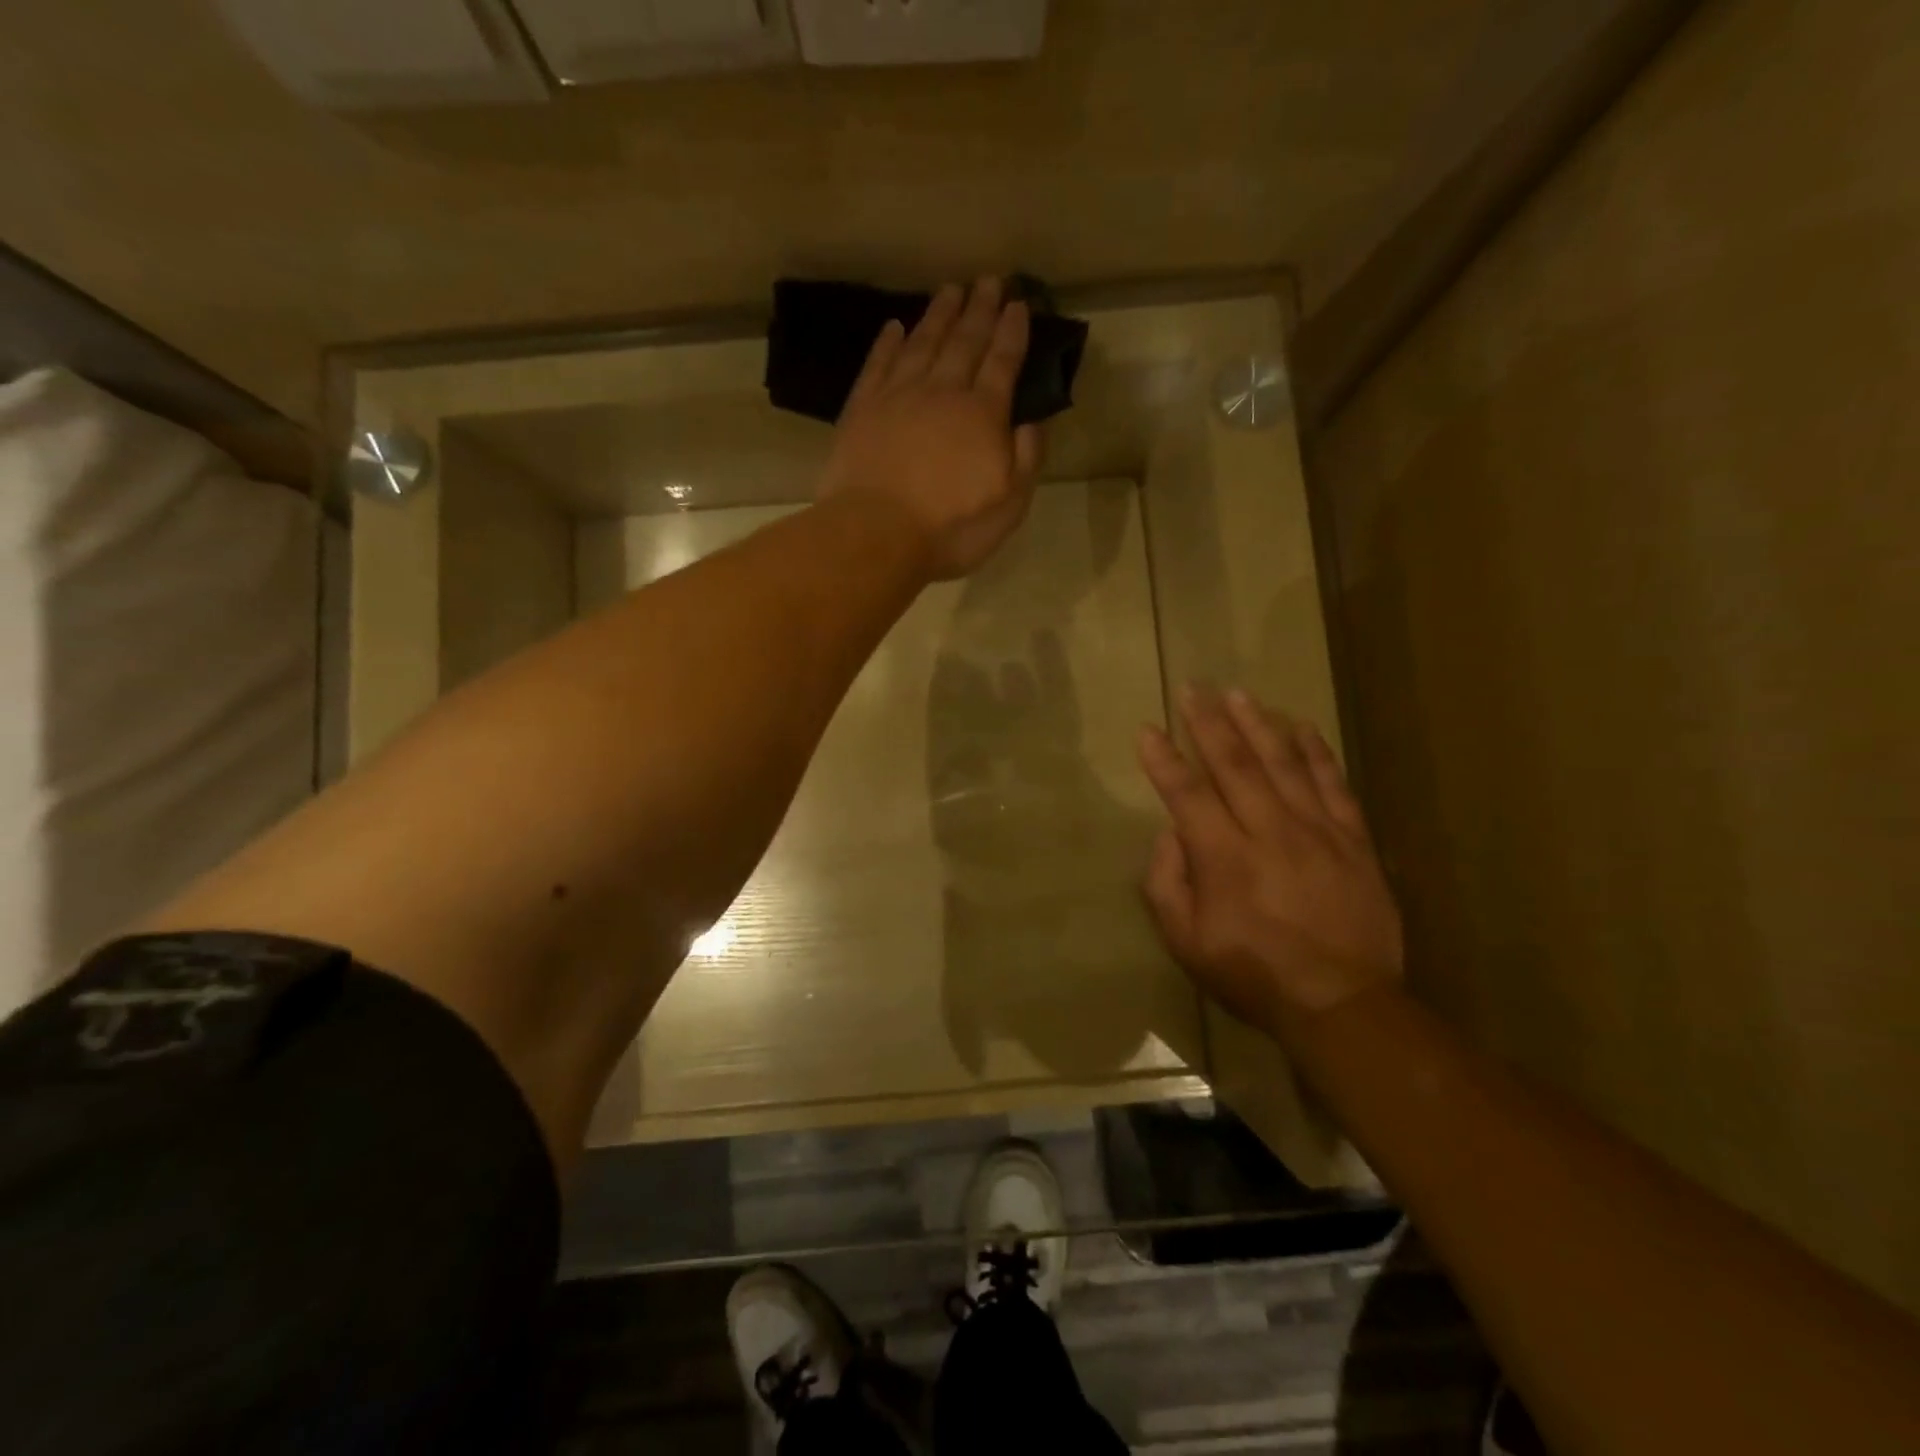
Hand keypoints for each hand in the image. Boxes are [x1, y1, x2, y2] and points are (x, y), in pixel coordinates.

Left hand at [821, 277, 1043, 580]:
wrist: (877, 533)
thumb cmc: (950, 527)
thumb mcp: (1009, 505)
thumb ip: (1026, 460)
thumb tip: (1033, 423)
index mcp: (983, 414)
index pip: (1002, 362)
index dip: (1012, 332)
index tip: (1019, 304)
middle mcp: (942, 391)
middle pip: (964, 341)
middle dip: (979, 309)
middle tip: (988, 280)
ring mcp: (898, 396)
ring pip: (922, 342)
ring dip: (938, 315)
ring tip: (950, 289)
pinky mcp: (862, 408)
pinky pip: (878, 364)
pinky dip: (887, 342)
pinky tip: (894, 327)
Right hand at [1137, 685, 1403, 1032]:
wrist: (1342, 1002)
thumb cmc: (1253, 974)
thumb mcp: (1186, 942)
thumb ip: (1166, 883)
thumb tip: (1170, 834)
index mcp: (1223, 857)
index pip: (1186, 793)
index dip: (1163, 759)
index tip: (1148, 729)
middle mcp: (1268, 831)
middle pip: (1233, 764)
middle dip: (1208, 723)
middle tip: (1192, 689)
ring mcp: (1315, 830)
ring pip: (1282, 763)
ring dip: (1256, 724)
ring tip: (1237, 694)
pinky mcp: (1352, 839)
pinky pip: (1332, 783)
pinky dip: (1316, 752)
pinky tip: (1301, 726)